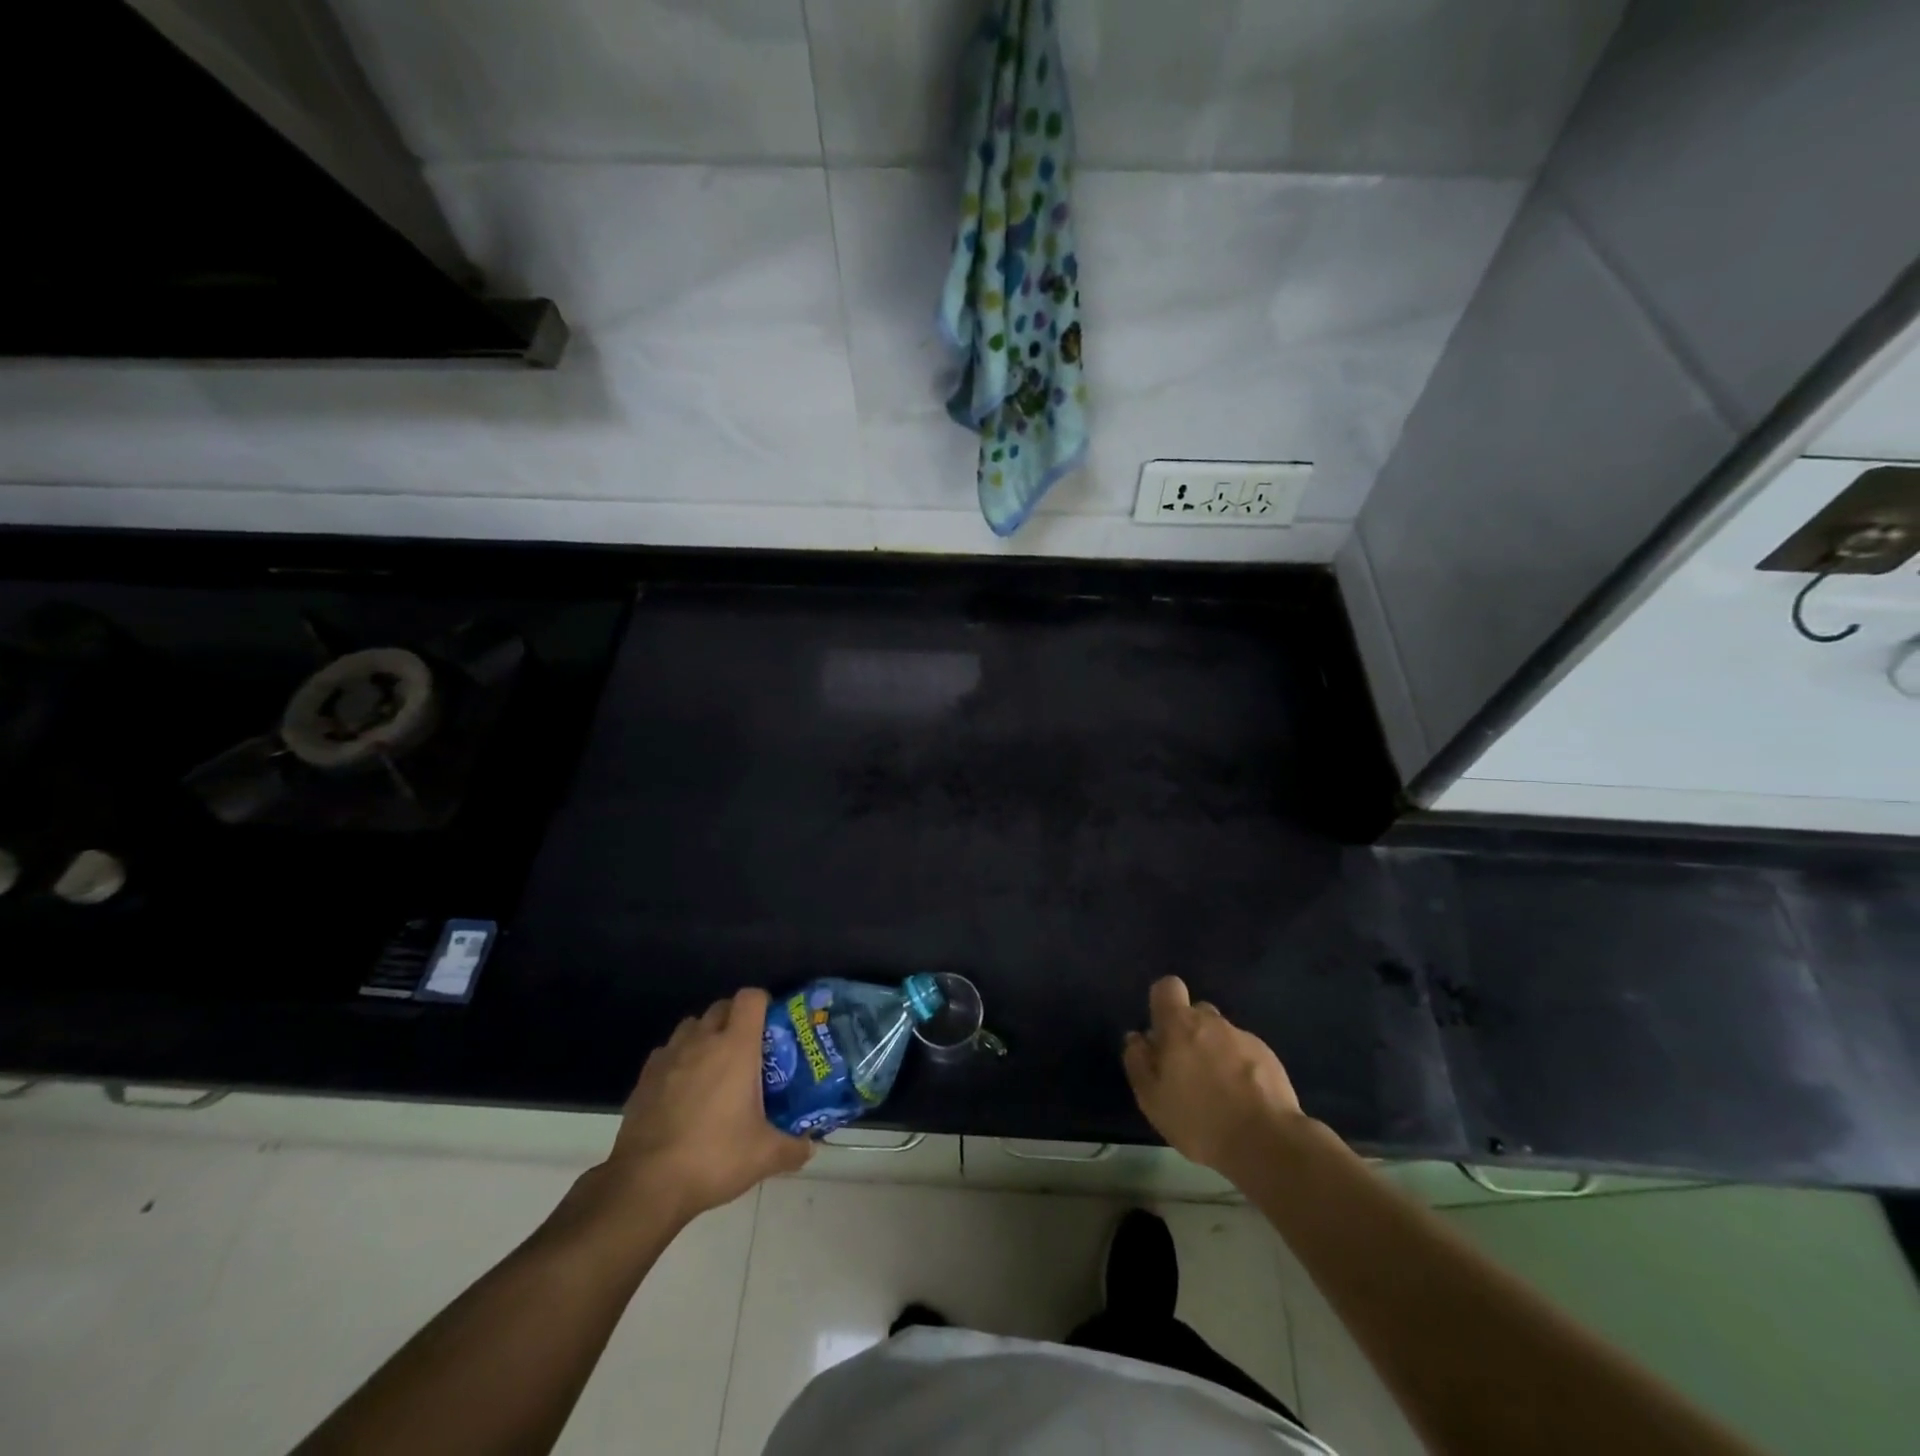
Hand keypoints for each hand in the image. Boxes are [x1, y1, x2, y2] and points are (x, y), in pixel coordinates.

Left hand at [602, 988, 813, 1226]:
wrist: (647, 1184)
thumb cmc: (714, 1156)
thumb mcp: (764, 1156)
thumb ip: (793, 1148)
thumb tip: (810, 1147)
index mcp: (736, 1046)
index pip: (751, 998)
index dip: (763, 1004)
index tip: (771, 1025)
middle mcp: (702, 1041)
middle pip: (721, 1007)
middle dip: (735, 1019)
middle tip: (748, 1049)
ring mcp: (669, 1057)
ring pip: (691, 1026)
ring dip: (705, 1036)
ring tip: (715, 1066)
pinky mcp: (644, 1078)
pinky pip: (667, 1052)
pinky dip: (678, 1060)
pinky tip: (683, 1089)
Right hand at [1124, 976, 1303, 1176]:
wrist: (1267, 1143)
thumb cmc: (1199, 1120)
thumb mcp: (1152, 1099)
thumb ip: (1138, 1062)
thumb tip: (1136, 1038)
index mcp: (1179, 1024)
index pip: (1168, 987)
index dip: (1163, 1003)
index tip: (1162, 1032)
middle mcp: (1212, 1022)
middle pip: (1196, 1013)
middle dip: (1189, 1034)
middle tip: (1187, 1071)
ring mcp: (1244, 1037)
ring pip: (1222, 1035)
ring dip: (1215, 1053)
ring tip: (1218, 1092)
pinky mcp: (1270, 1057)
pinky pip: (1246, 1053)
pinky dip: (1241, 1069)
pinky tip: (1243, 1100)